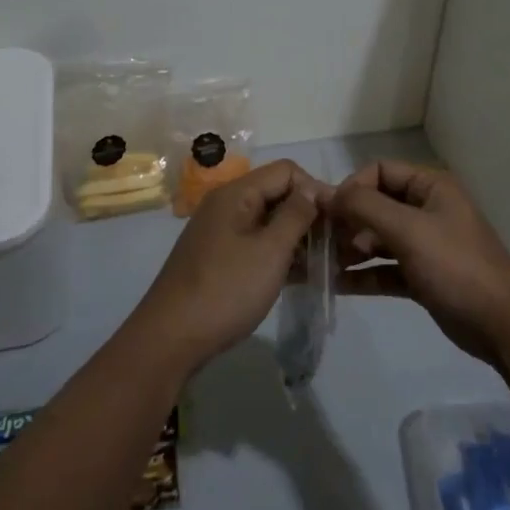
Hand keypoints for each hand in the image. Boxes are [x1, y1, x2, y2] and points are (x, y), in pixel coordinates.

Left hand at [131, 158, 322, 373]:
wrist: (171, 339)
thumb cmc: (226, 290)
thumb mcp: (270, 251)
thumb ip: (296, 214)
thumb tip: (313, 188)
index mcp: (236, 194)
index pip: (287, 171)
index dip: (316, 189)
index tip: (339, 220)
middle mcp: (227, 206)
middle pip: (277, 194)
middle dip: (309, 214)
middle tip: (337, 244)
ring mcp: (221, 234)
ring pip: (269, 222)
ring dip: (297, 238)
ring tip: (326, 262)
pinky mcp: (220, 260)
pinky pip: (257, 245)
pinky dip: (280, 255)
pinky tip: (302, 276)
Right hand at [327, 160, 509, 365]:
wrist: (502, 324)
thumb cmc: (456, 267)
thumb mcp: (409, 230)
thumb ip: (365, 207)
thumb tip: (325, 193)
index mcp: (431, 187)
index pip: (380, 171)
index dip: (351, 187)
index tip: (327, 213)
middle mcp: (428, 210)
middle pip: (376, 205)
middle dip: (347, 221)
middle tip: (321, 244)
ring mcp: (426, 244)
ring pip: (378, 238)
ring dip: (351, 249)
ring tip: (324, 265)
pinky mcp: (422, 276)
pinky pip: (385, 268)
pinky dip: (364, 274)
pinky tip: (336, 284)